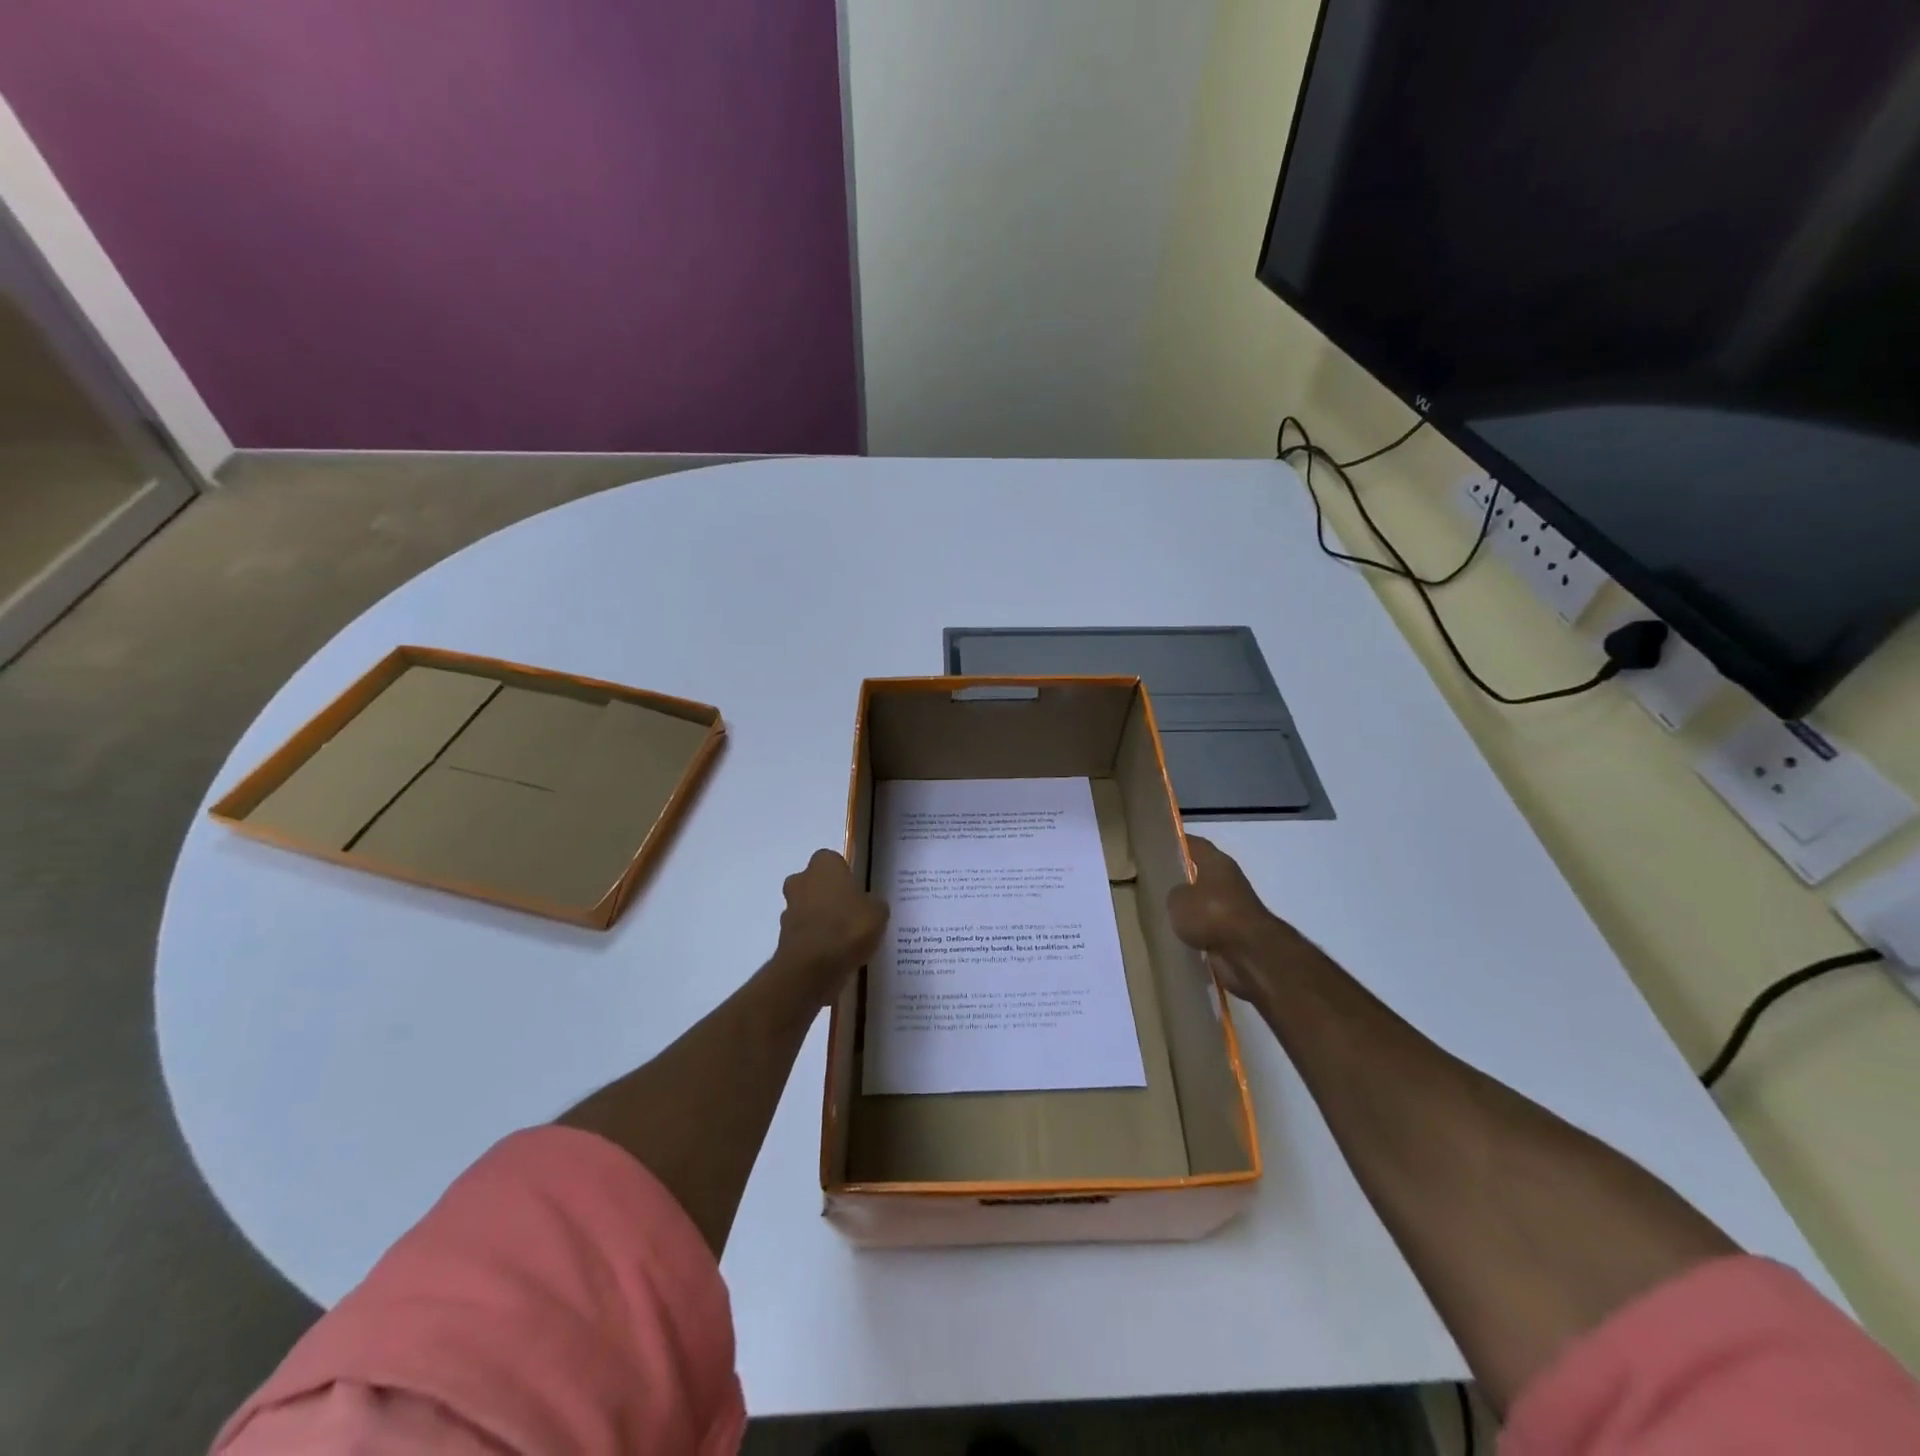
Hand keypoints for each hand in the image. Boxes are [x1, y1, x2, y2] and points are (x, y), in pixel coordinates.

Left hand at [775, 849, 888, 998]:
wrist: (812, 968)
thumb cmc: (848, 928)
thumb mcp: (878, 912)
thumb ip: (873, 903)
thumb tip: (869, 906)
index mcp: (824, 865)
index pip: (833, 860)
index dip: (845, 875)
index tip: (857, 891)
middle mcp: (801, 880)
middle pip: (815, 883)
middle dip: (828, 895)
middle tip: (851, 913)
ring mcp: (789, 909)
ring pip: (807, 908)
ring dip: (820, 919)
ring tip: (844, 939)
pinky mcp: (783, 937)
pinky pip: (804, 933)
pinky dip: (815, 941)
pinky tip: (833, 955)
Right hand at [1166, 836, 1313, 1001]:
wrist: (1249, 952)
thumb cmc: (1212, 913)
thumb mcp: (1178, 898)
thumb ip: (1175, 893)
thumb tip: (1180, 897)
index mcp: (1217, 862)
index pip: (1195, 844)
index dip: (1177, 843)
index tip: (1158, 847)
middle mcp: (1228, 880)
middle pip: (1201, 874)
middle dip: (1182, 879)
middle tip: (1156, 883)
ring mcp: (1234, 908)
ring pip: (1205, 903)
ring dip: (1191, 909)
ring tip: (1164, 913)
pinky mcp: (1236, 934)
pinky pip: (1210, 928)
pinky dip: (1198, 932)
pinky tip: (1178, 937)